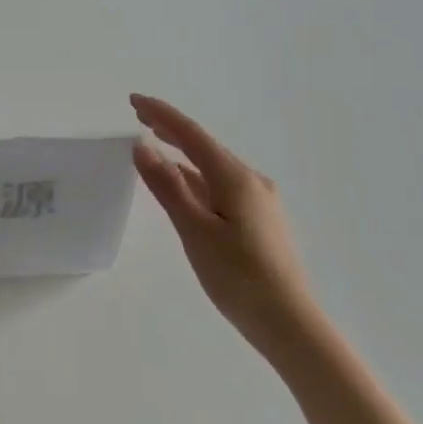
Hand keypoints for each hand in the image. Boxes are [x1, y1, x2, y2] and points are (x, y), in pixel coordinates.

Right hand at [130, 93, 324, 357]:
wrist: (289, 322)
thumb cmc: (238, 277)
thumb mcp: (195, 230)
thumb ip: (168, 186)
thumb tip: (143, 146)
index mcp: (236, 178)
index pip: (192, 135)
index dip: (161, 115)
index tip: (133, 101)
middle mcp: (251, 181)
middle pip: (205, 147)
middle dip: (172, 130)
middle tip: (139, 117)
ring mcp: (259, 201)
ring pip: (213, 168)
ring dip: (183, 155)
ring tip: (155, 148)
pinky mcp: (260, 221)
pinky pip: (221, 187)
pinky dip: (196, 179)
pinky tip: (185, 190)